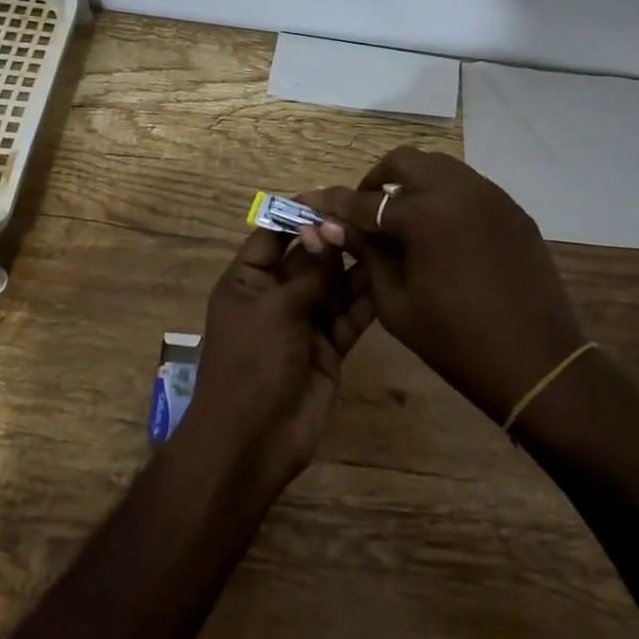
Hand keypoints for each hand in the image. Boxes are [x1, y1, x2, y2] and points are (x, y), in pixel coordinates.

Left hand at [173, 228, 376, 494]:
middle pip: (309, 258)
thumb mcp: (276, 309)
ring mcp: (304, 322)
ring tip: (387, 240)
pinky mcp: (329, 347)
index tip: (334, 196)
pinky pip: (350, 316)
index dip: (299, 216)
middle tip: (370, 217)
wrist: (252, 442)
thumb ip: (309, 273)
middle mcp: (276, 296)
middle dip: (335, 240)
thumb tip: (330, 232)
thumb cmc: (251, 364)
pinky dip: (367, 300)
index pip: (273, 235)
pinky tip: (390, 279)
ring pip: (334, 285)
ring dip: (356, 267)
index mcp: (248, 281)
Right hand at [301, 148, 584, 424]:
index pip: (366, 200)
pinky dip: (445, 196)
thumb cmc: (456, 341)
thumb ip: (367, 254)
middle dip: (377, 179)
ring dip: (413, 182)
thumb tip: (334, 226)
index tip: (314, 204)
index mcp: (425, 214)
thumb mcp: (396, 302)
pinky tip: (442, 232)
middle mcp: (458, 190)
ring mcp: (491, 195)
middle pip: (404, 161)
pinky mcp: (512, 209)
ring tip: (402, 218)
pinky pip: (469, 186)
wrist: (537, 362)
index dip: (336, 204)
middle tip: (366, 210)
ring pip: (440, 166)